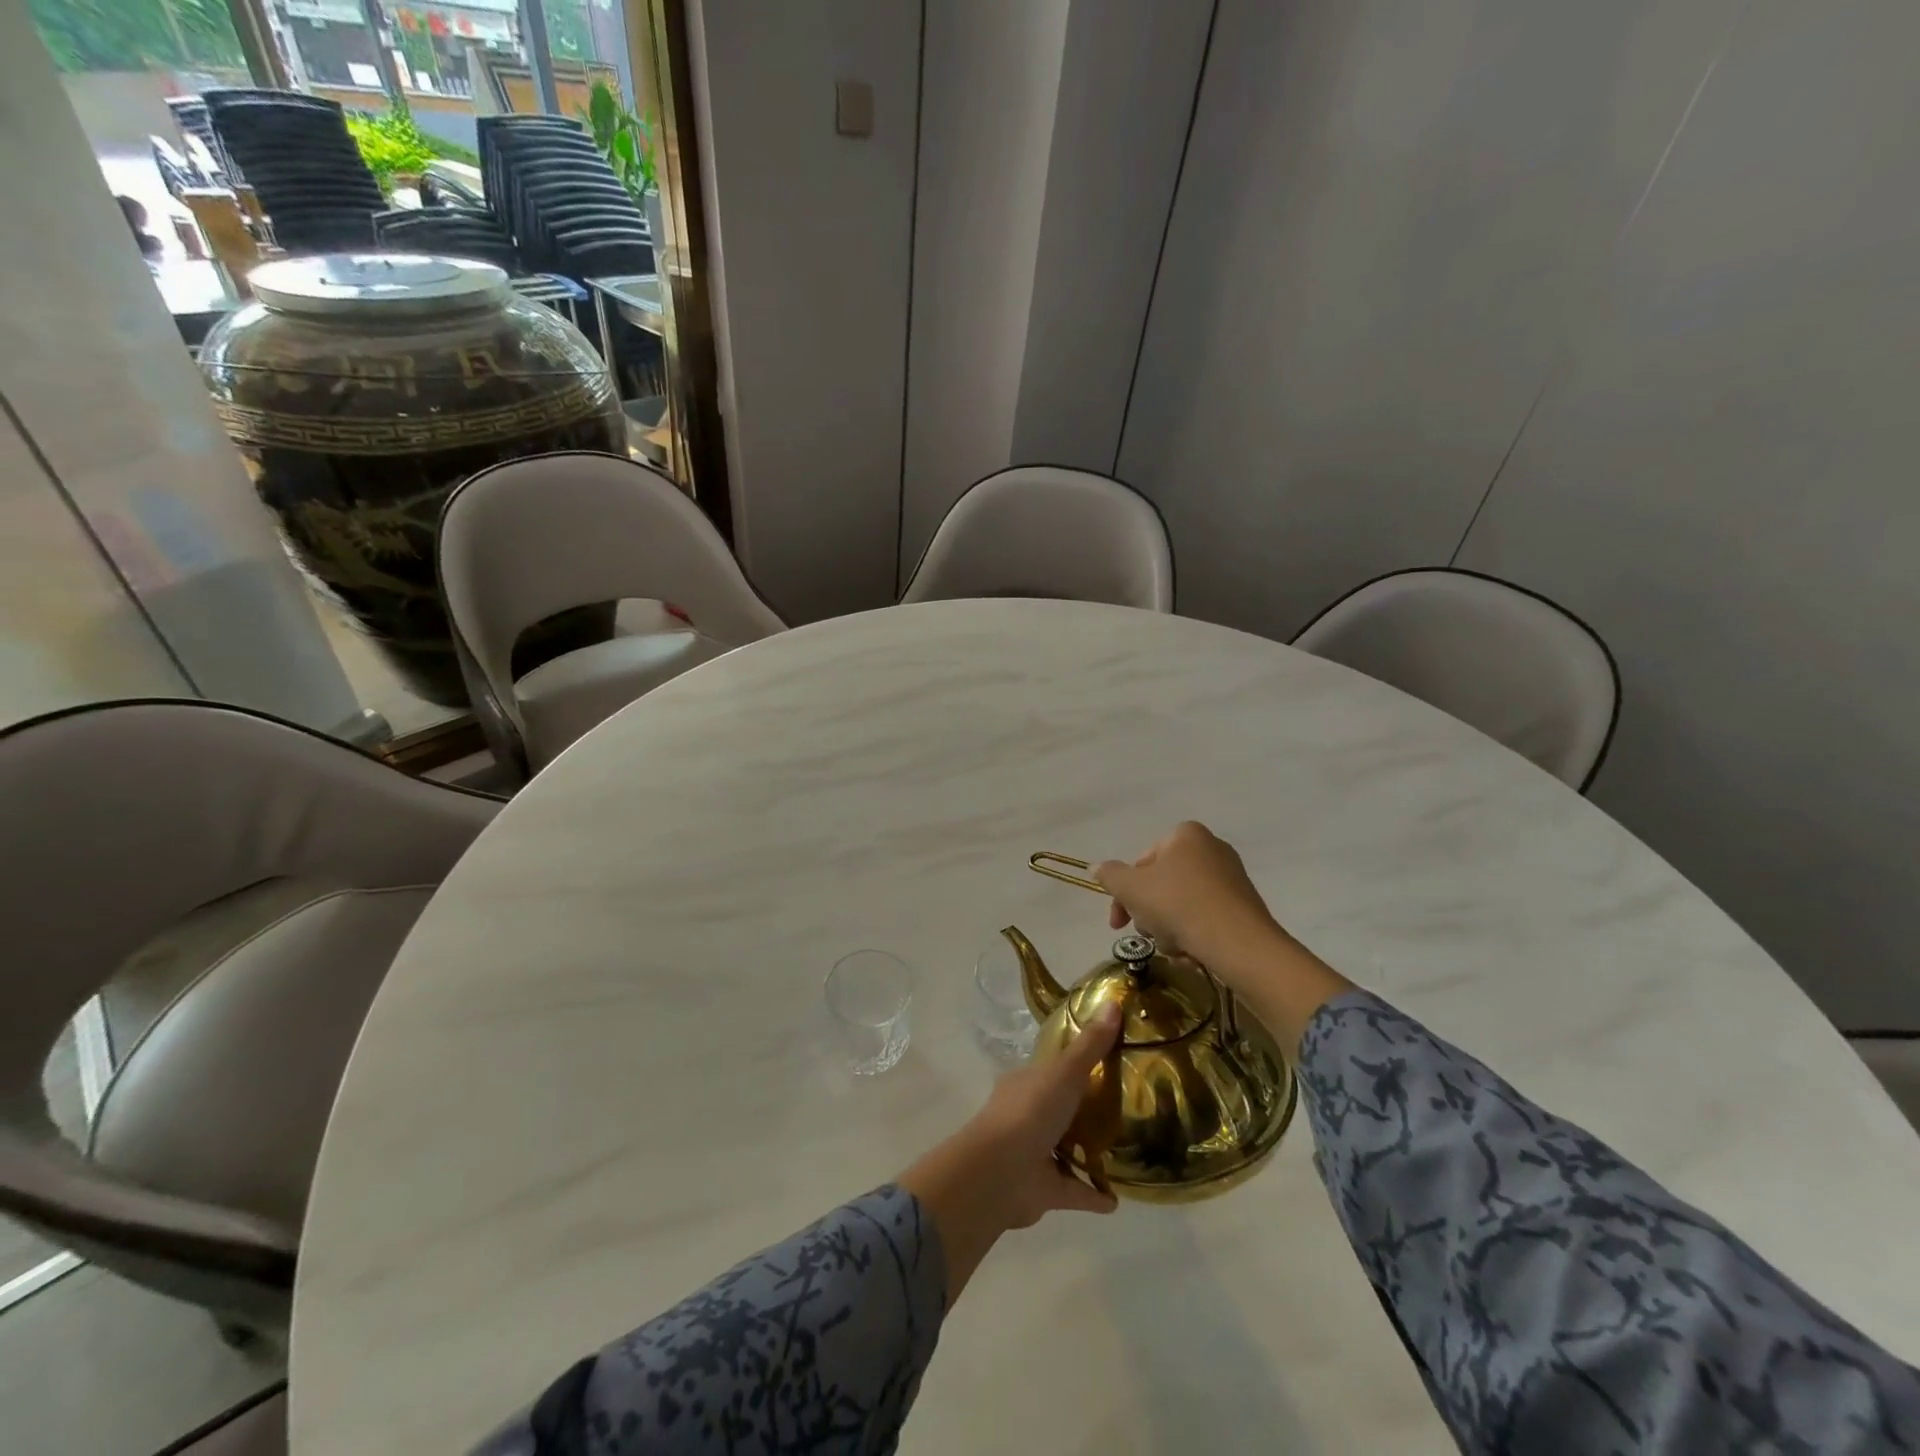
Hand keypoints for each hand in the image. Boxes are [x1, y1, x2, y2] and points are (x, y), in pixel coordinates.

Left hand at [898, 1005, 1122, 1300]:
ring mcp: (1033, 1153)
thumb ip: (1090, 1044)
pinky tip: (1117, 1200)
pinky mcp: (1043, 1189)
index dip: (1075, 1062)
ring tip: (1124, 1150)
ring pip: (1064, 1149)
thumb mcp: (1065, 1071)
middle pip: (1059, 1107)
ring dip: (1088, 1152)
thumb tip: (1115, 1002)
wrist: (999, 1173)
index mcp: (1027, 1082)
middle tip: (1123, 1107)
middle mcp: (1027, 1114)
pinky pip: (1074, 1190)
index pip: (1052, 1067)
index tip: (1107, 1060)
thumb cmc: (1030, 1111)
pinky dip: (1093, 1195)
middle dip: (1084, 1108)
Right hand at [1096, 822, 1353, 1054]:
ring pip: (1181, 904)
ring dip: (1168, 926)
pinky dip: (1193, 933)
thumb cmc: (1178, 904)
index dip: (1124, 892)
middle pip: (1162, 883)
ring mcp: (1231, 877)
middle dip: (1148, 911)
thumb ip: (1110, 875)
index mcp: (1185, 834)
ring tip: (1172, 945)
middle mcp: (1211, 848)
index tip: (1118, 922)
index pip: (1142, 861)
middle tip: (1145, 933)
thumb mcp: (1131, 888)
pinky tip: (1191, 951)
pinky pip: (1205, 917)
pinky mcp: (1243, 905)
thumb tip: (1096, 868)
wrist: (1238, 942)